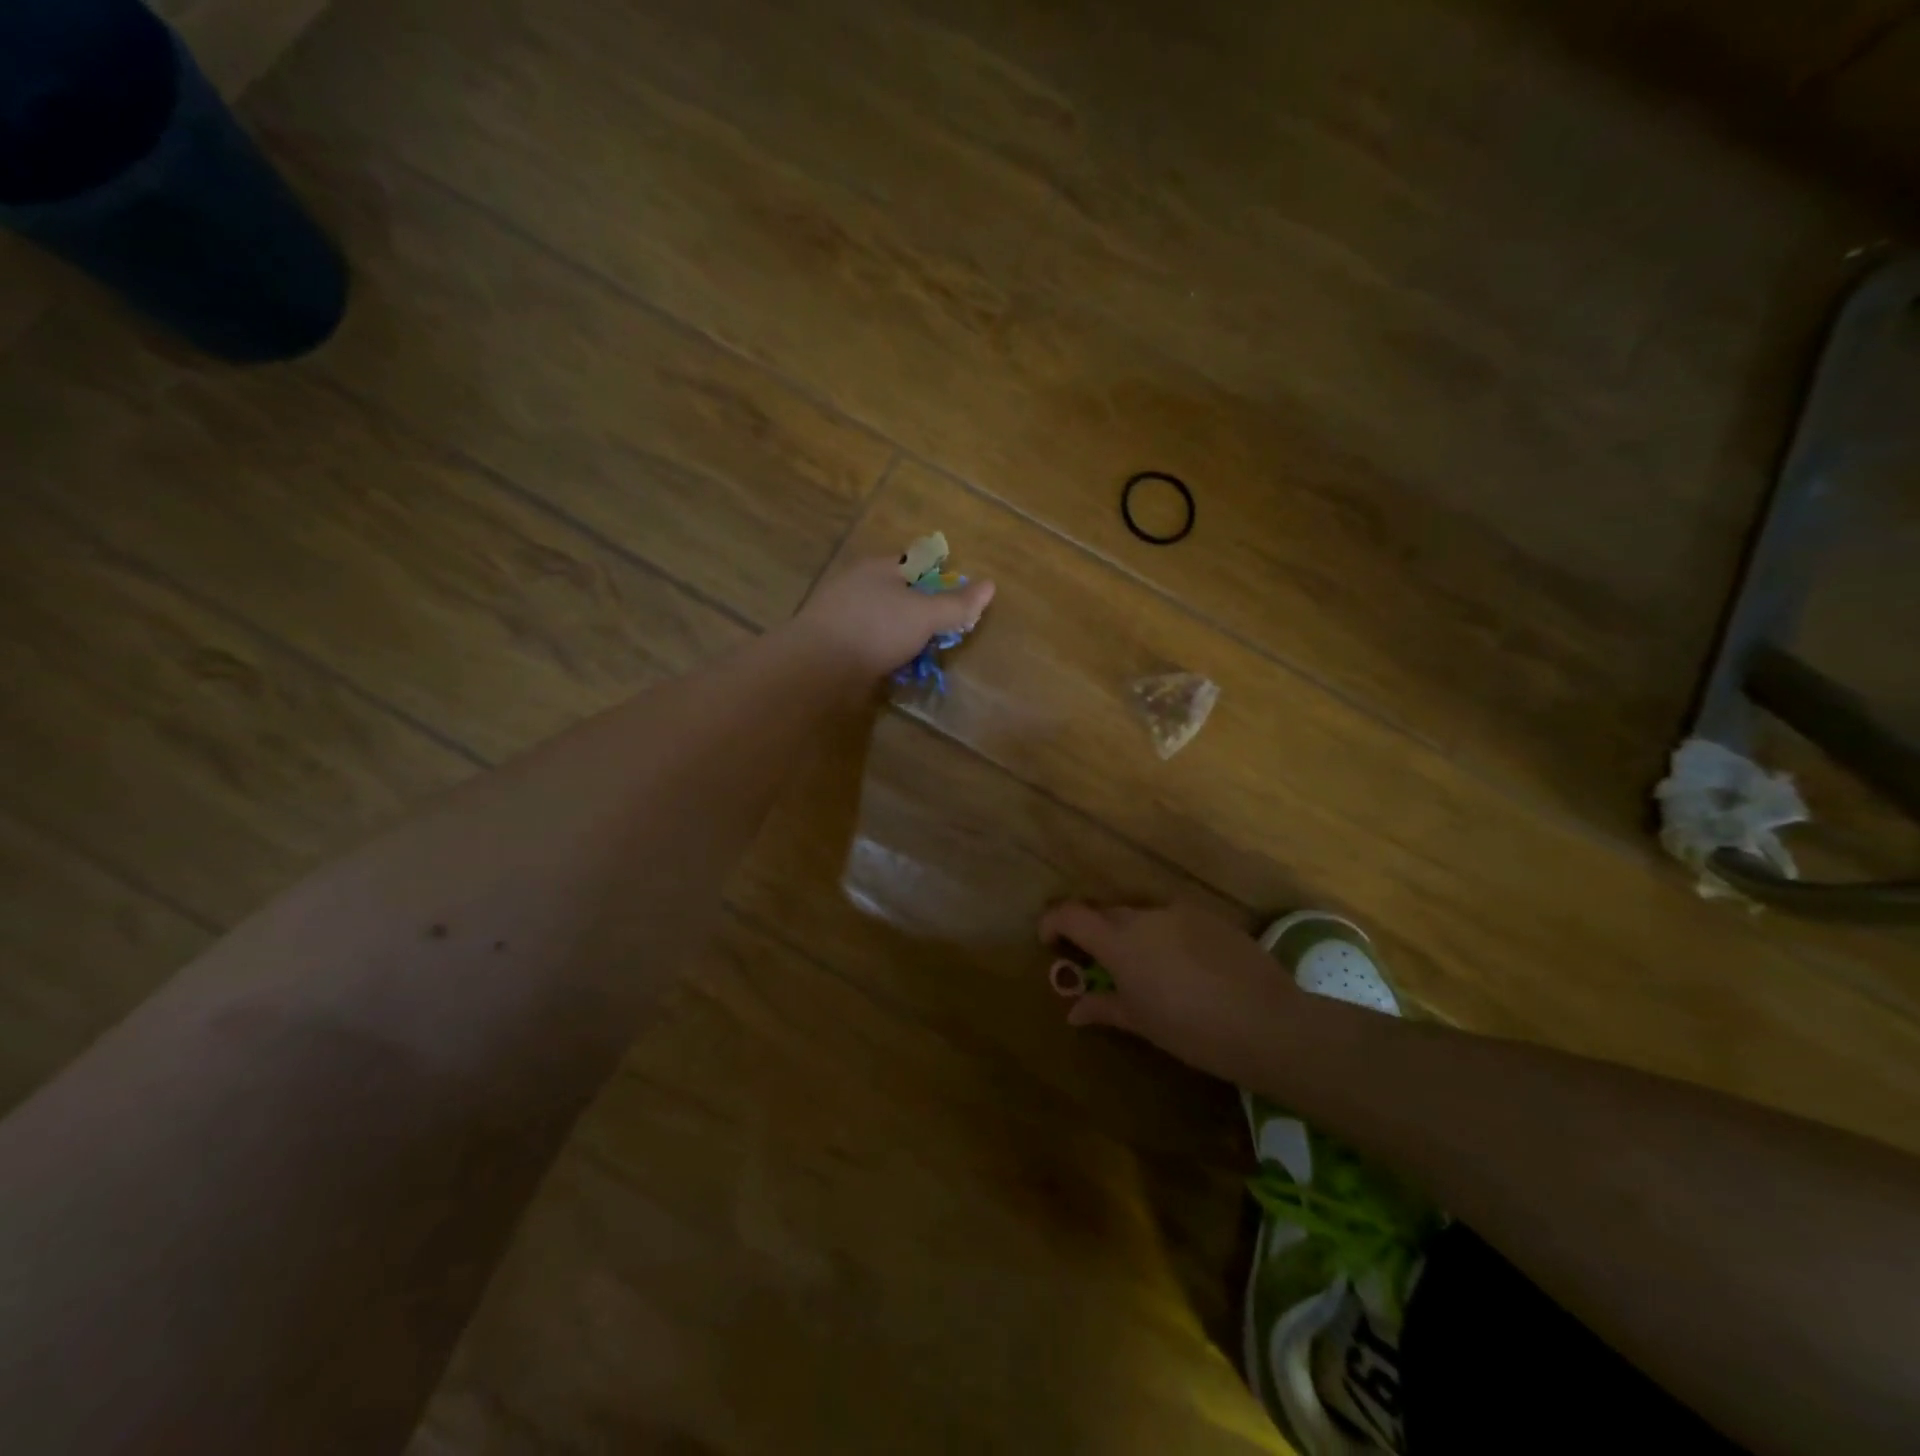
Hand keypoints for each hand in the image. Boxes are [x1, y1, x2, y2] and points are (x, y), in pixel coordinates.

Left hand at [792, 553, 995, 677]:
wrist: (816, 666)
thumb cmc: (875, 629)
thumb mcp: (925, 615)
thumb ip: (956, 604)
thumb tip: (990, 585)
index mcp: (879, 567)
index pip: (915, 562)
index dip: (939, 577)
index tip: (957, 600)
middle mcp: (857, 584)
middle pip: (897, 591)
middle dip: (920, 609)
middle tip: (942, 632)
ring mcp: (841, 614)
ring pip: (881, 619)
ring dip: (901, 634)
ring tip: (922, 655)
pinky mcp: (831, 643)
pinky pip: (866, 643)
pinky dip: (883, 652)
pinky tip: (893, 668)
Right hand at [1038, 901, 1300, 1082]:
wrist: (1267, 1023)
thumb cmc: (1191, 1030)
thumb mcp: (1141, 1023)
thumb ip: (1103, 1007)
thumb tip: (1074, 1009)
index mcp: (1119, 942)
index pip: (1071, 915)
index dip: (1053, 922)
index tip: (1050, 942)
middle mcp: (1145, 916)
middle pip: (1106, 913)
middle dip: (1094, 932)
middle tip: (1097, 962)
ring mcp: (1180, 912)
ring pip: (1142, 915)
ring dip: (1131, 933)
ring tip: (1145, 967)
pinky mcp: (1210, 917)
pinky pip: (1174, 919)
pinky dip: (1165, 935)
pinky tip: (1183, 966)